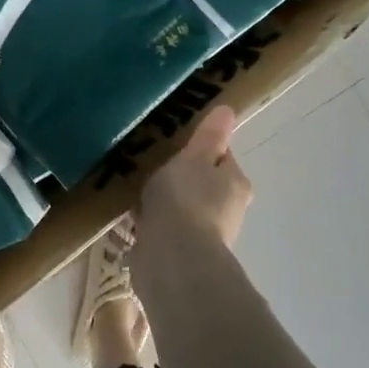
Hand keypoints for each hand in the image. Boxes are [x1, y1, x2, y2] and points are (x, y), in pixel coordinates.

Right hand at [137, 105, 253, 253]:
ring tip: (138, 191)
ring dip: (166, 202)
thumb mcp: (195, 157)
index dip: (200, 149)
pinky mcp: (181, 254)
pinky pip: (166, 229)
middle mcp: (228, 210)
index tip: (175, 145)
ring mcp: (204, 235)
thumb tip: (229, 110)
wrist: (173, 258)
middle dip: (182, 177)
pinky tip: (132, 218)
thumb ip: (209, 135)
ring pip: (184, 208)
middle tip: (152, 165)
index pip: (221, 157)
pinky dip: (154, 223)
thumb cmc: (187, 198)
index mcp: (236, 184)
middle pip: (204, 184)